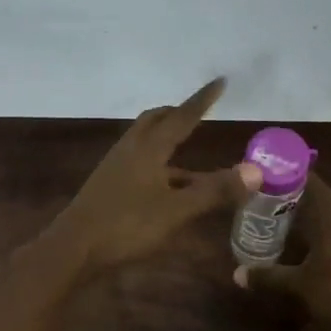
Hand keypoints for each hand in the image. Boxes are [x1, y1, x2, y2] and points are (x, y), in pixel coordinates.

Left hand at [46, 78, 261, 271]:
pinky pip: (139, 163)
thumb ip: (214, 191)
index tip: (219, 82)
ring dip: (167, 140)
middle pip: (155, 121)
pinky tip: (168, 185)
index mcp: (148, 148)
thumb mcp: (176, 210)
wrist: (74, 249)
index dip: (202, 101)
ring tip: (190, 150)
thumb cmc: (127, 225)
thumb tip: (256, 171)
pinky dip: (159, 164)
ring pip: (146, 143)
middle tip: (197, 112)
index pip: (182, 117)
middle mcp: (130, 150)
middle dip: (177, 114)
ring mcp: (116, 168)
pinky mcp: (109, 186)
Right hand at [232, 174, 330, 330]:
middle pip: (328, 211)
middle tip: (285, 213)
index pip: (318, 189)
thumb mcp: (298, 286)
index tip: (284, 175)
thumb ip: (269, 277)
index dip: (302, 179)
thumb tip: (237, 274)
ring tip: (301, 239)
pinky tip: (322, 260)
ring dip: (323, 233)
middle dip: (308, 211)